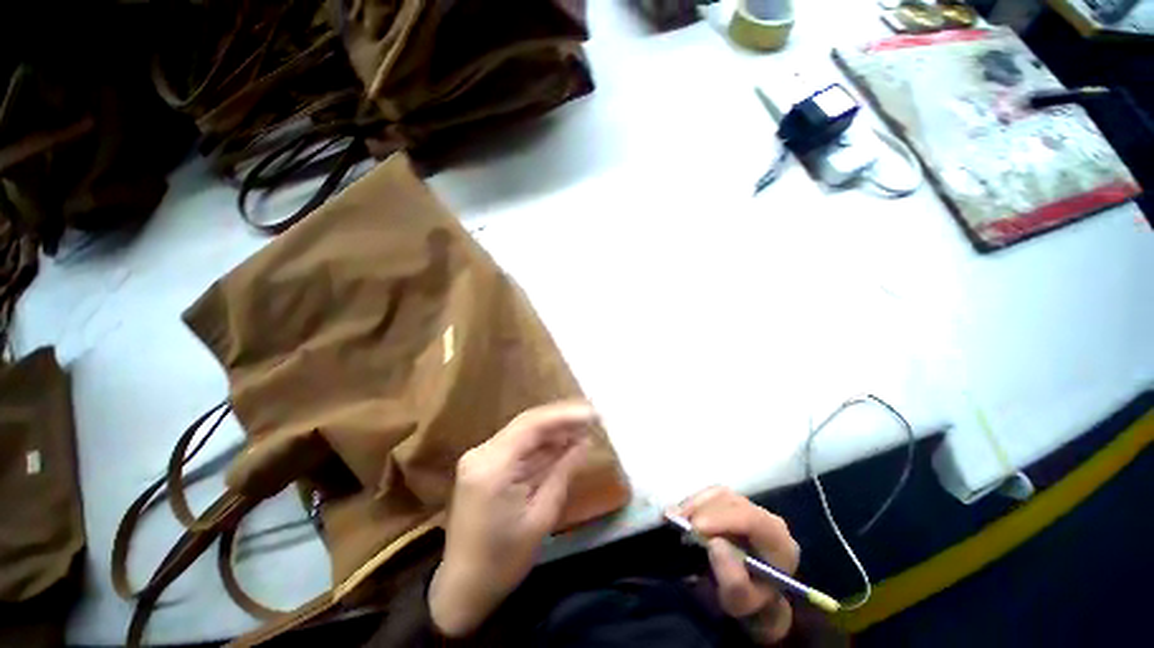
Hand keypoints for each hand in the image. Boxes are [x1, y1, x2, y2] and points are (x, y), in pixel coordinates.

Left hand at [429, 401, 594, 636]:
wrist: (462, 588)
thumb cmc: (504, 560)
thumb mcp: (542, 516)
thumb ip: (563, 471)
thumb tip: (585, 441)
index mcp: (492, 466)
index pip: (532, 425)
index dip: (565, 415)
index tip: (593, 414)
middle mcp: (481, 453)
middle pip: (527, 423)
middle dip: (561, 419)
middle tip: (592, 417)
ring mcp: (479, 457)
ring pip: (523, 431)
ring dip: (552, 430)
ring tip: (583, 428)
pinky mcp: (482, 464)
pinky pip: (517, 445)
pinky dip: (540, 444)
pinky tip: (562, 443)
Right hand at [674, 486, 800, 644]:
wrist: (753, 597)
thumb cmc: (750, 603)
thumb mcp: (742, 602)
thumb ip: (734, 579)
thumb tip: (715, 543)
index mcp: (779, 542)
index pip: (752, 520)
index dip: (722, 519)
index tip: (694, 527)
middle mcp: (766, 518)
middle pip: (733, 502)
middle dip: (702, 509)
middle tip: (675, 520)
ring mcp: (749, 507)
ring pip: (720, 494)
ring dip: (694, 503)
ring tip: (673, 517)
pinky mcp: (732, 504)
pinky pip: (711, 495)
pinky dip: (693, 502)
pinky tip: (679, 512)